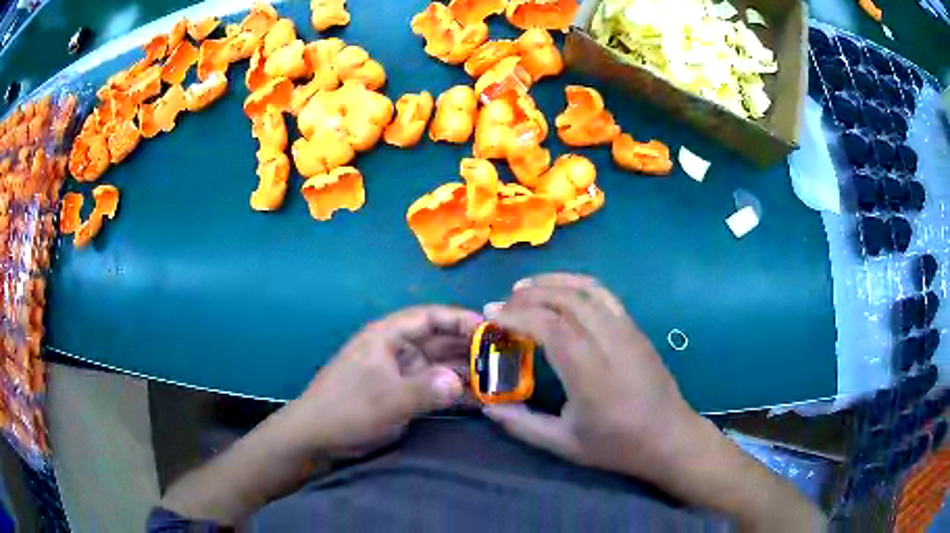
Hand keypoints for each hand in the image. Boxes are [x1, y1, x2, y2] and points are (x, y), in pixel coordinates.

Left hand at [283, 305, 481, 456]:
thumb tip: (462, 383)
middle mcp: (397, 350)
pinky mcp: (403, 395)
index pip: (429, 317)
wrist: (317, 437)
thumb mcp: (385, 400)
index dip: (460, 319)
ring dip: (466, 372)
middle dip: (470, 347)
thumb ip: (425, 391)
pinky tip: (480, 399)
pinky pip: (435, 388)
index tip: (491, 328)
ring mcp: (401, 374)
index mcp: (387, 337)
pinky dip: (455, 392)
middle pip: (440, 341)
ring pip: (441, 366)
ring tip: (499, 379)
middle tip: (505, 357)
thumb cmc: (346, 409)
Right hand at [482, 274, 707, 484]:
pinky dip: (577, 285)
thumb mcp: (563, 444)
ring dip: (553, 282)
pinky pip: (605, 295)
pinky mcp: (636, 328)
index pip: (550, 327)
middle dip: (529, 295)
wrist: (669, 437)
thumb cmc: (616, 445)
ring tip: (525, 287)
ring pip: (587, 290)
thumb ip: (521, 424)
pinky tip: (561, 292)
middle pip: (566, 300)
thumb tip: (487, 407)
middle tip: (502, 303)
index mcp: (589, 373)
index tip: (490, 314)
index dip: (517, 315)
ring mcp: (627, 331)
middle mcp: (609, 342)